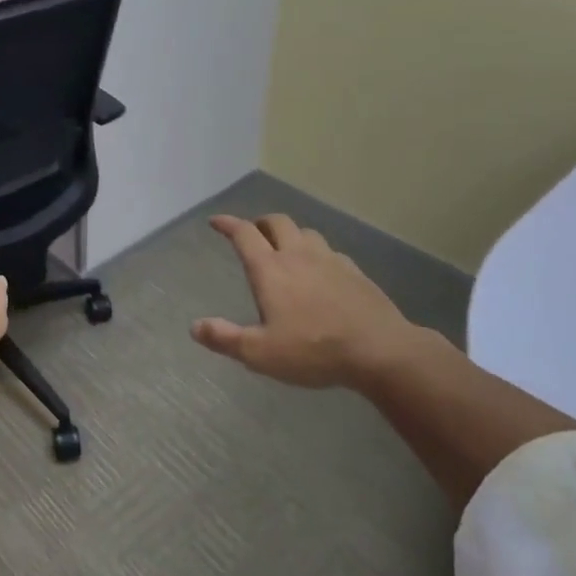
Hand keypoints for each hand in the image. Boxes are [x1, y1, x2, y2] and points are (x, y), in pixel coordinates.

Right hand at [191, 213, 428, 389]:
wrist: (380, 350)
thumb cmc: (314, 350)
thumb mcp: (261, 354)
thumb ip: (225, 339)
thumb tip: (195, 327)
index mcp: (270, 269)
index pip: (244, 233)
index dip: (227, 224)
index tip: (216, 221)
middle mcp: (298, 255)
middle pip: (277, 222)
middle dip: (260, 223)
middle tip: (253, 233)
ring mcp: (330, 260)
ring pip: (306, 232)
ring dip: (290, 235)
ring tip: (286, 249)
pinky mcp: (355, 272)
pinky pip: (330, 252)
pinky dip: (317, 254)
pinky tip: (321, 272)